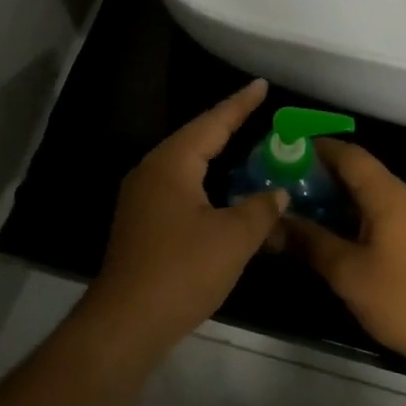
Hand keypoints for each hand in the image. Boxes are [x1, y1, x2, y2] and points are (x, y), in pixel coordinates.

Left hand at [81, 79, 287, 359]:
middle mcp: (151, 171)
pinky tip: (221, 189)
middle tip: (257, 110)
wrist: (127, 321)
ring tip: (243, 142)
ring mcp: (141, 196)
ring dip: (214, 153)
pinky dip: (204, 179)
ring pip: (185, 163)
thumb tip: (278, 193)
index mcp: (172, 164)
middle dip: (227, 124)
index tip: (261, 84)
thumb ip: (260, 209)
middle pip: (195, 138)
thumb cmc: (182, 271)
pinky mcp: (141, 220)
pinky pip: (178, 185)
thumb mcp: (233, 238)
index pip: (212, 123)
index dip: (240, 104)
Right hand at [281, 141, 405, 375]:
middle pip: (358, 171)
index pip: (349, 154)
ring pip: (369, 193)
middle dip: (319, 175)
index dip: (315, 148)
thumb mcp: (347, 272)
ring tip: (297, 206)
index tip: (283, 151)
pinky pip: (380, 211)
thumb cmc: (402, 300)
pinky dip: (352, 214)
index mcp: (391, 195)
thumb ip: (309, 241)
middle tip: (282, 183)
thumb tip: (272, 224)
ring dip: (335, 197)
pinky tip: (328, 231)